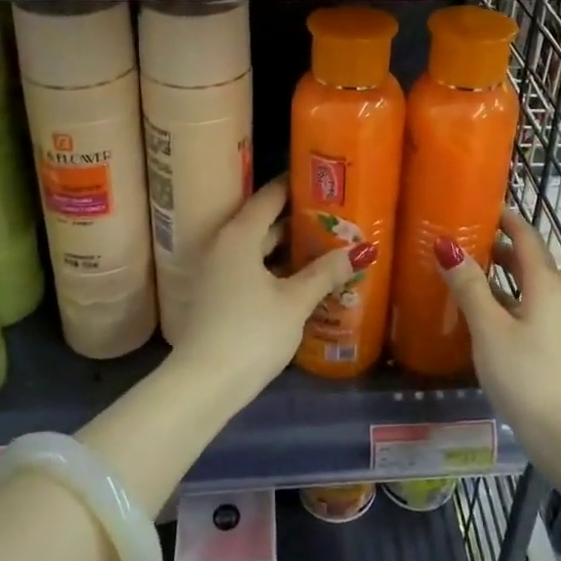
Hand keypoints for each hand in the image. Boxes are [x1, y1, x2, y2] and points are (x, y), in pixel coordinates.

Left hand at [169, 176, 366, 402]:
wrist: (203, 384)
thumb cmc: (251, 333)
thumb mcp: (294, 302)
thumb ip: (324, 273)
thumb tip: (356, 252)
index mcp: (239, 235)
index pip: (270, 196)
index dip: (296, 184)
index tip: (322, 176)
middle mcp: (224, 245)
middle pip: (264, 221)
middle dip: (298, 219)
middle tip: (335, 214)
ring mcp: (218, 271)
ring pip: (259, 248)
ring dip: (288, 247)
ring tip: (326, 244)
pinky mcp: (218, 295)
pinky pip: (252, 268)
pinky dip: (276, 268)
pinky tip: (302, 278)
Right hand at [437, 209, 560, 459]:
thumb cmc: (527, 375)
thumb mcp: (490, 328)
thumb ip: (469, 286)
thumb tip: (446, 245)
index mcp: (544, 282)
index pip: (524, 235)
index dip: (502, 217)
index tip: (473, 204)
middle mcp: (553, 295)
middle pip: (524, 258)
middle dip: (494, 243)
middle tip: (456, 235)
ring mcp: (552, 322)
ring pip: (522, 285)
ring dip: (494, 273)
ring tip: (458, 268)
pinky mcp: (547, 345)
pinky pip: (521, 307)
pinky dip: (499, 298)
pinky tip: (473, 310)